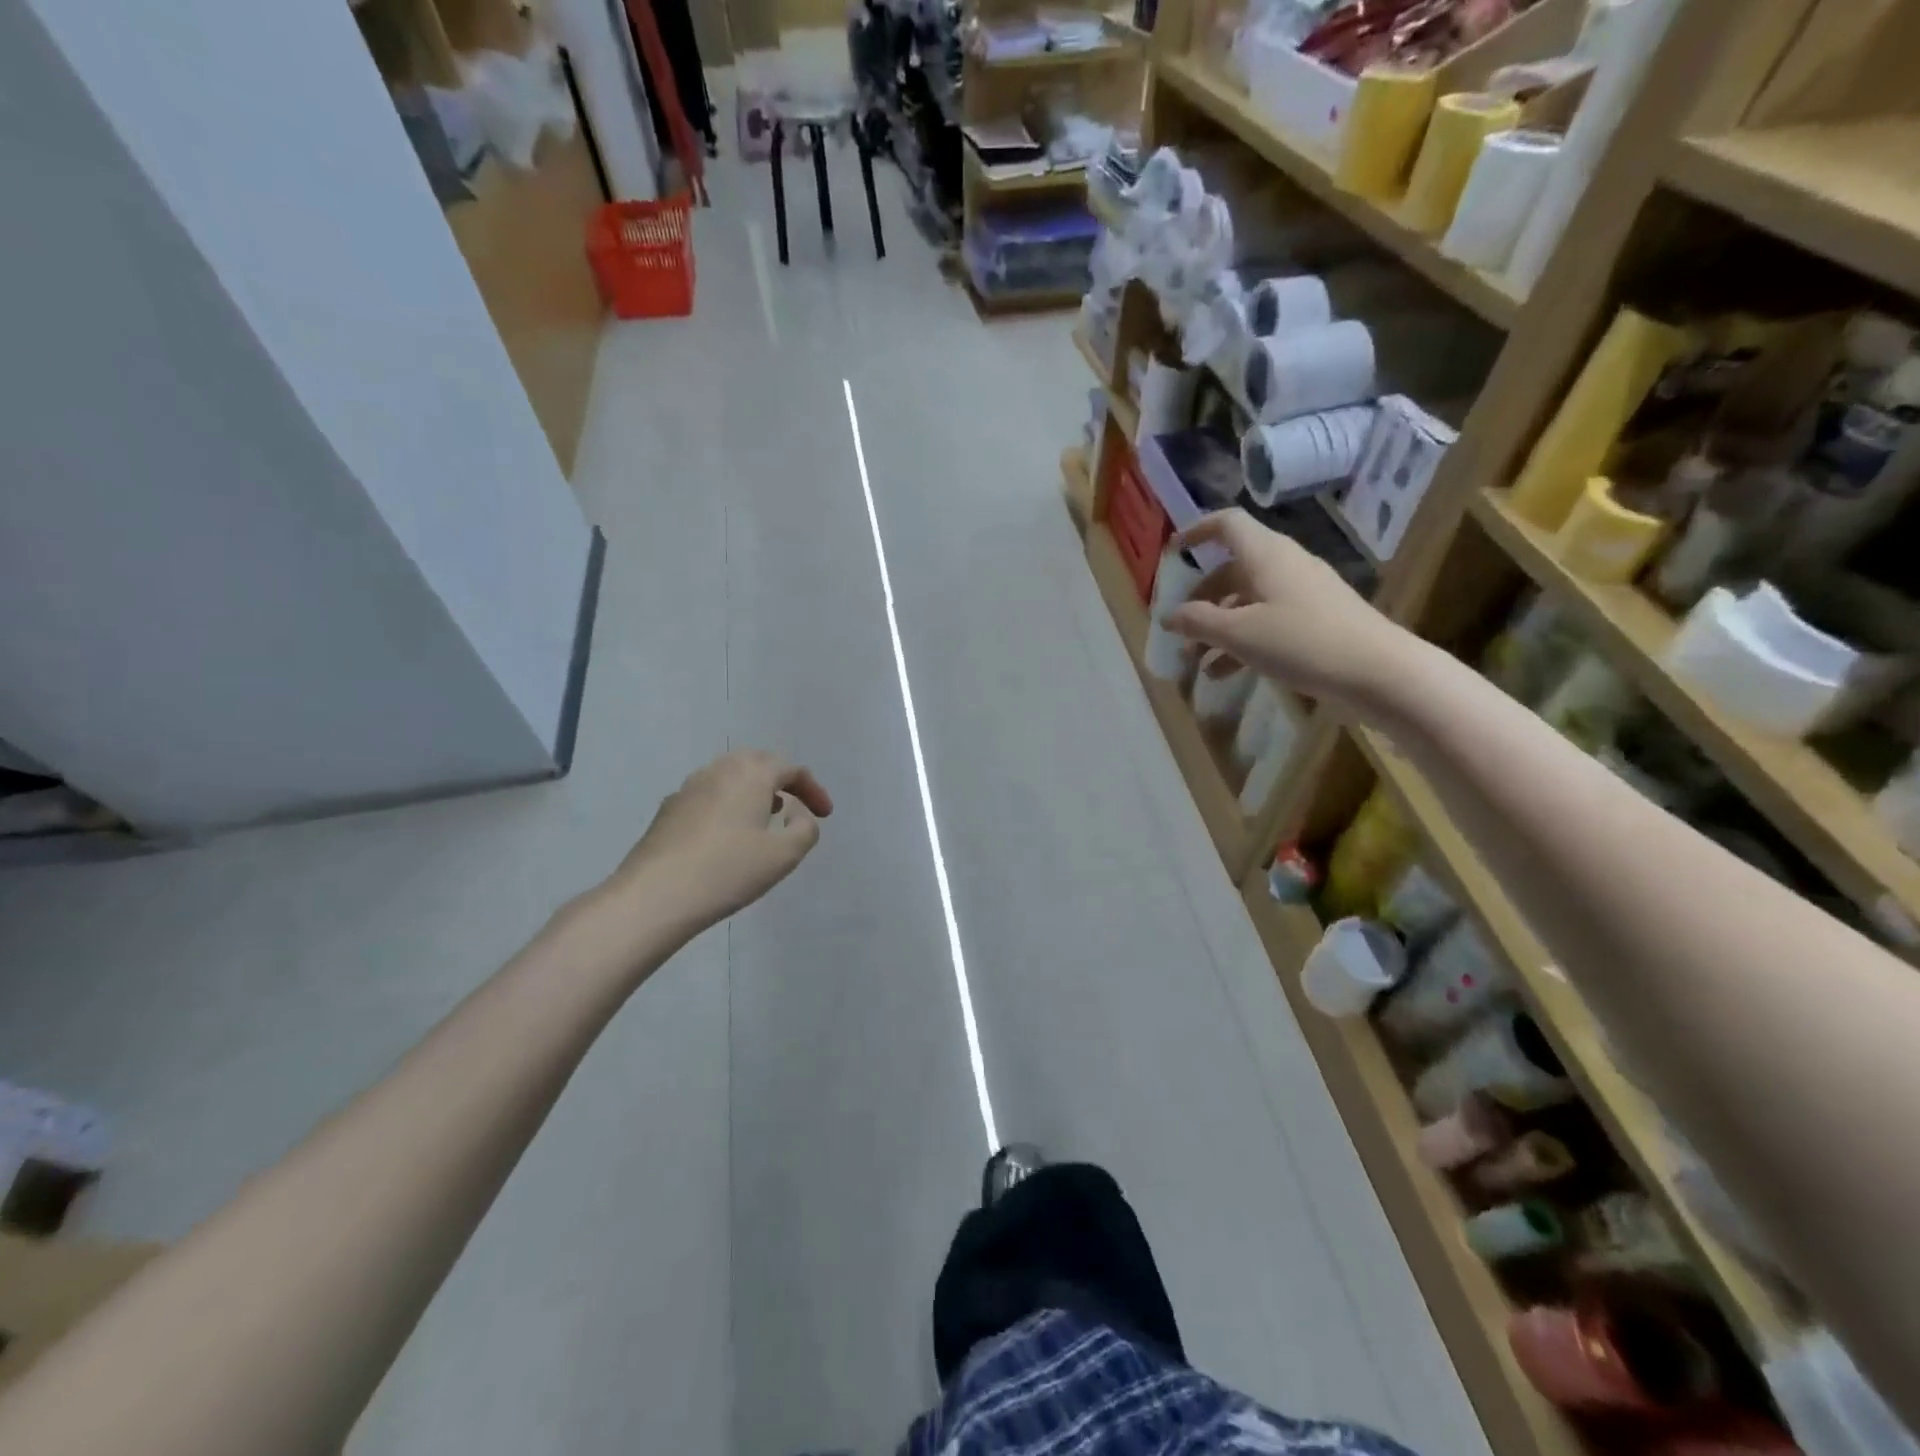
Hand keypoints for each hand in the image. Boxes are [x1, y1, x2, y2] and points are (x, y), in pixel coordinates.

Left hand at [608, 751, 833, 934]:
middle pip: (757, 762)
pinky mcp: (668, 810)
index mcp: (751, 774)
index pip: (791, 768)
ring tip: (764, 816)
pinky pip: (708, 795)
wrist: (654, 896)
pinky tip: (727, 834)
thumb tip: (795, 812)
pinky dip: (728, 804)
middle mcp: (719, 770)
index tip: (825, 815)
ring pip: (729, 776)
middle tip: (795, 804)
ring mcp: (688, 788)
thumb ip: (805, 829)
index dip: (813, 789)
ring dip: (753, 790)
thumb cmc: (728, 871)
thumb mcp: (784, 855)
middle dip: (781, 780)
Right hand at [1166, 509, 1406, 704]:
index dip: (1196, 532)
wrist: (1378, 671)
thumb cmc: (1301, 642)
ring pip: (1247, 600)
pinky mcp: (1315, 620)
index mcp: (1266, 555)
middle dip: (1201, 598)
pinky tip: (1223, 673)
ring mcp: (1302, 593)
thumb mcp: (1239, 634)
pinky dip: (1241, 641)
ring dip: (1217, 627)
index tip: (1172, 553)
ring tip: (1195, 661)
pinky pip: (1266, 621)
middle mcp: (1284, 565)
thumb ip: (1198, 622)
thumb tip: (1169, 616)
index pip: (1227, 525)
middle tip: (1180, 627)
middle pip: (1232, 569)